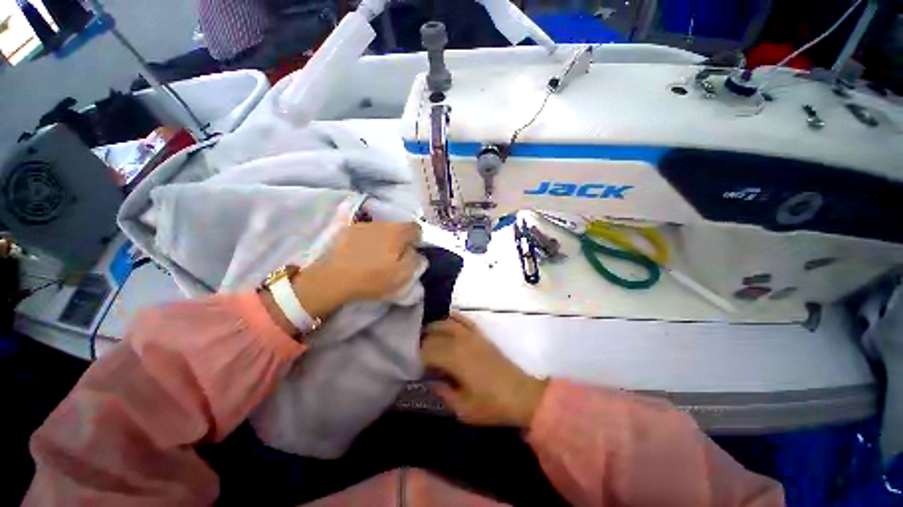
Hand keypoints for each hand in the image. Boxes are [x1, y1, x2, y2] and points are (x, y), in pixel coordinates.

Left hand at [296, 222, 420, 312]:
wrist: (334, 278)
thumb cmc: (373, 277)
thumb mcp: (403, 274)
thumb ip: (415, 259)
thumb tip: (414, 250)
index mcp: (398, 232)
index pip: (416, 228)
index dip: (417, 239)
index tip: (412, 251)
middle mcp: (382, 223)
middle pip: (398, 227)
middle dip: (400, 239)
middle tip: (396, 255)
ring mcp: (364, 225)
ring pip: (382, 229)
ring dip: (384, 238)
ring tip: (377, 254)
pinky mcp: (348, 230)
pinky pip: (366, 232)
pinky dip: (369, 240)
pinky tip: (362, 252)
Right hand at [421, 312, 548, 427]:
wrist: (520, 394)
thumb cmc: (491, 405)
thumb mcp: (463, 409)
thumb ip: (444, 393)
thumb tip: (432, 381)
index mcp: (454, 360)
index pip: (427, 351)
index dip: (417, 357)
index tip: (412, 365)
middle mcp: (460, 342)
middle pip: (434, 336)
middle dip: (422, 342)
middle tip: (416, 353)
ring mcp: (472, 336)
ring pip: (447, 324)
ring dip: (434, 327)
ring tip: (425, 335)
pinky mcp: (481, 335)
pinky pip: (465, 320)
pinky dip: (454, 317)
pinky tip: (447, 317)